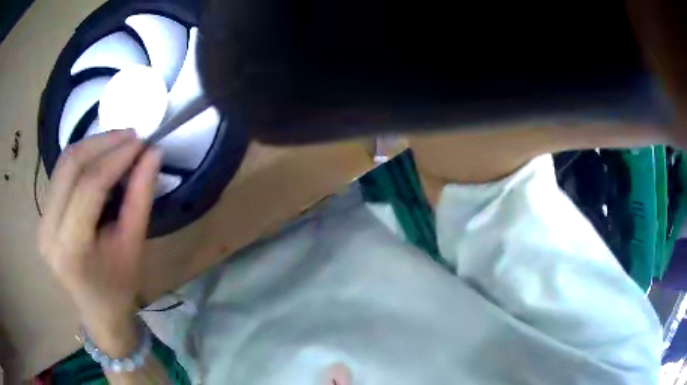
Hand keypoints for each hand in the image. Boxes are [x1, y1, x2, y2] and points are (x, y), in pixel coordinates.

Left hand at [38, 130, 160, 352]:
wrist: (98, 311)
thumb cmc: (119, 286)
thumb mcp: (134, 245)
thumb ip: (141, 195)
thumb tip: (153, 152)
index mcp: (71, 248)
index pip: (89, 187)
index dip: (116, 158)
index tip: (141, 141)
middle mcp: (48, 231)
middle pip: (70, 167)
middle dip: (102, 142)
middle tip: (131, 135)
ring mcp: (41, 222)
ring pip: (63, 164)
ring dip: (92, 145)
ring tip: (118, 142)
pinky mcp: (42, 215)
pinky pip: (60, 173)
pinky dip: (82, 158)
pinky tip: (100, 156)